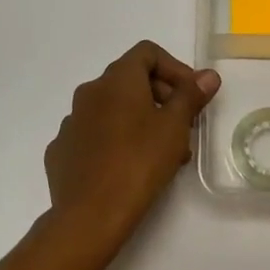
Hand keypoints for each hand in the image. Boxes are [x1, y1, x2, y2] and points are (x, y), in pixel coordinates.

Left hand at [43, 41, 220, 256]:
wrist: (89, 216)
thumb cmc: (139, 162)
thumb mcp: (175, 127)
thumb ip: (191, 96)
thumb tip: (208, 75)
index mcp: (116, 80)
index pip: (147, 53)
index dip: (174, 68)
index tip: (191, 96)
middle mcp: (89, 92)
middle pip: (130, 80)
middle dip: (161, 97)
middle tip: (183, 127)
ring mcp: (71, 122)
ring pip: (113, 110)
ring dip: (140, 121)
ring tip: (162, 153)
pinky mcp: (62, 151)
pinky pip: (94, 135)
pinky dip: (115, 141)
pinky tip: (128, 167)